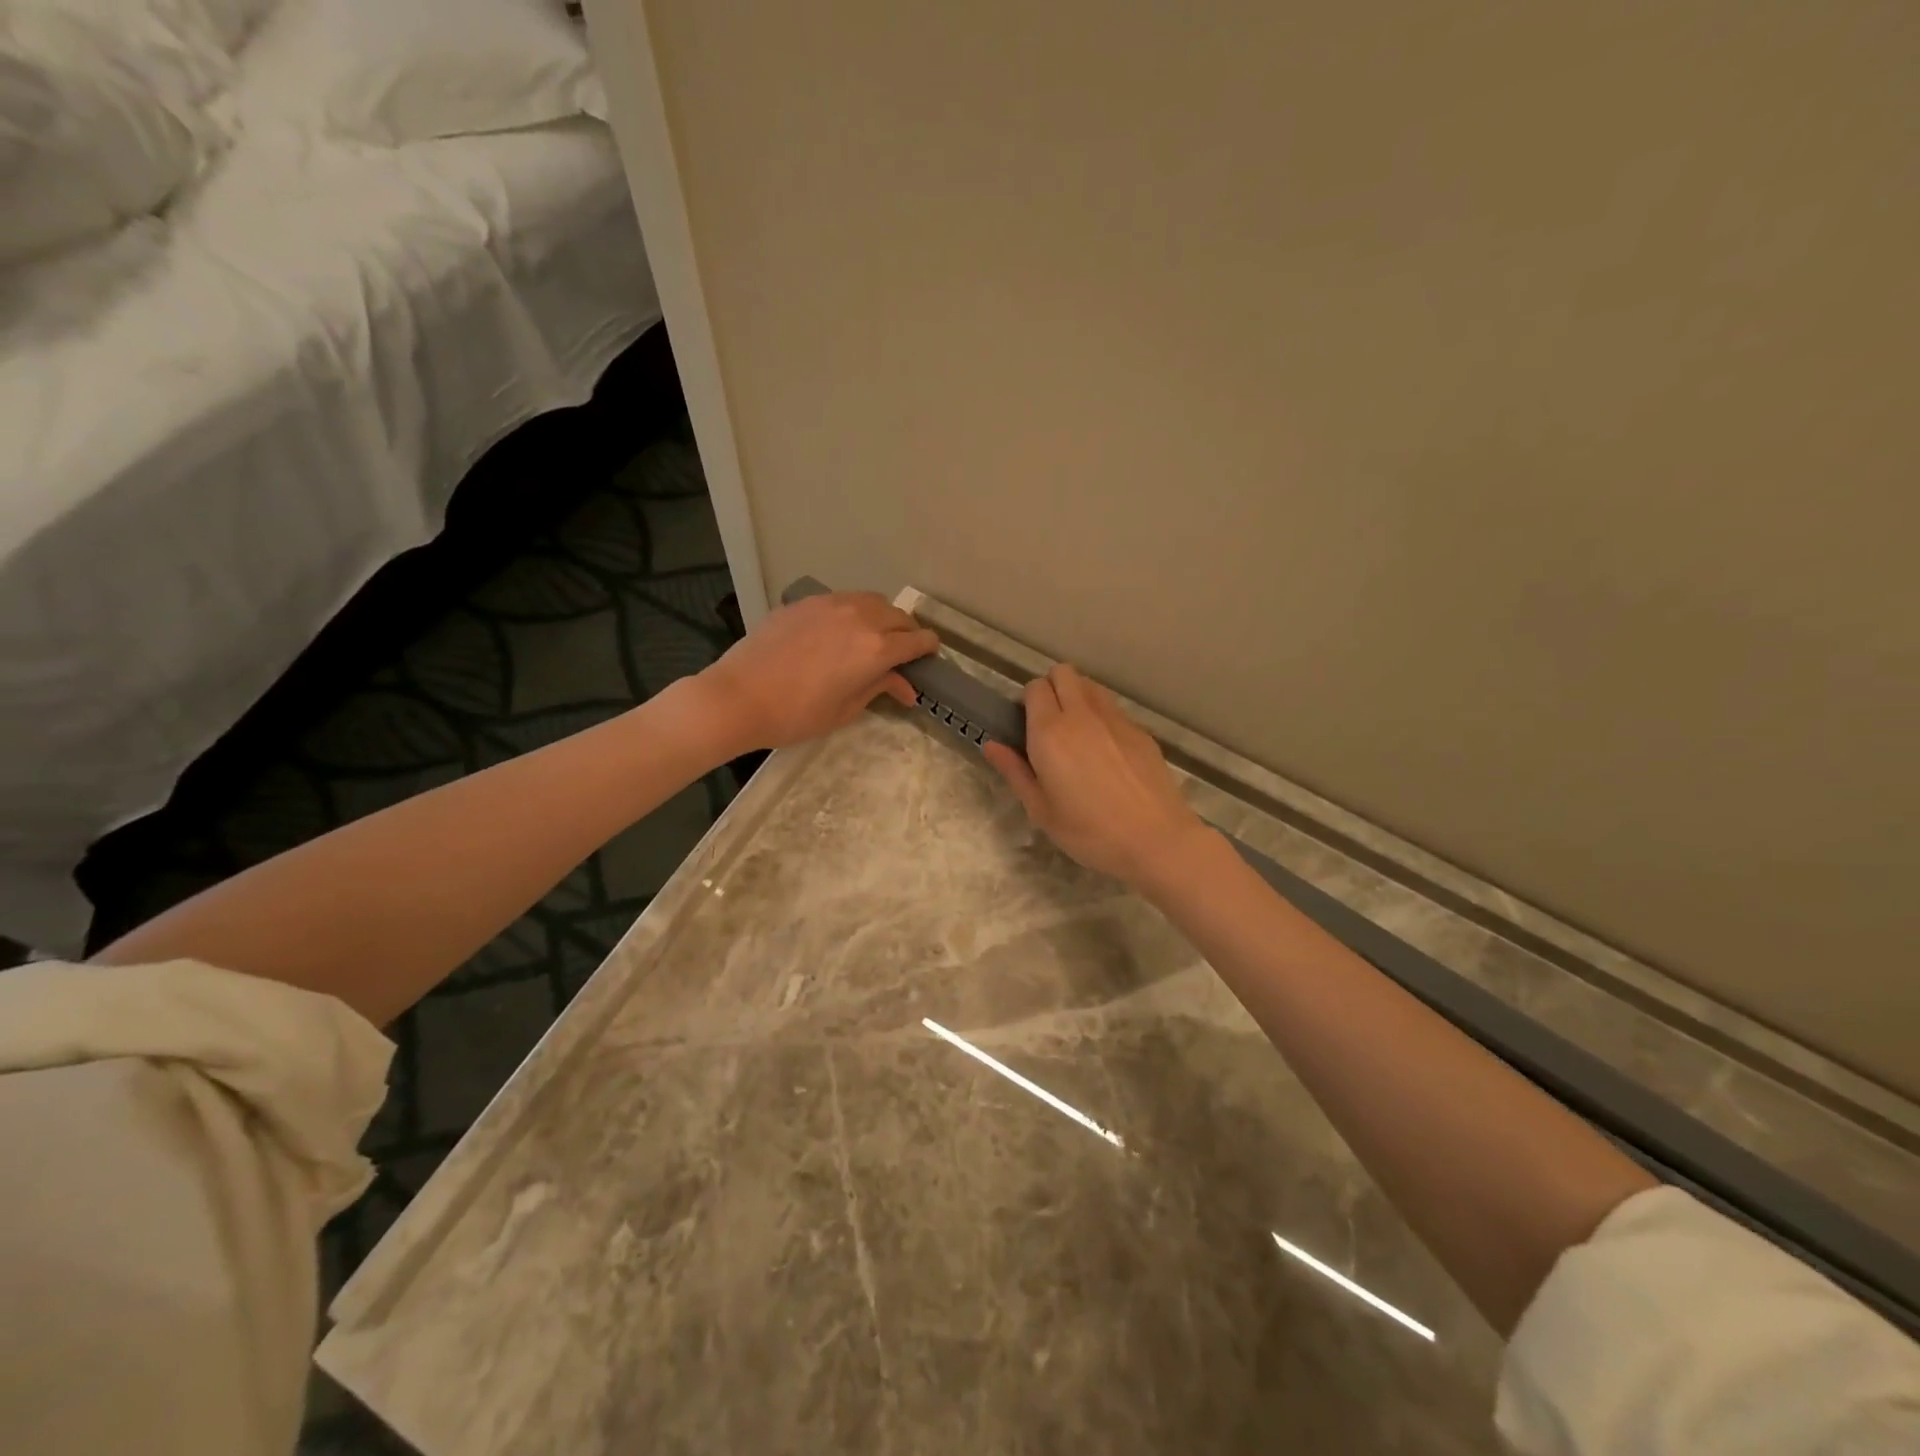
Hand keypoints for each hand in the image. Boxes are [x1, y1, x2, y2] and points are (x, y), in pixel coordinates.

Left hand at [695, 591, 937, 752]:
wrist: (738, 696)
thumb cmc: (796, 714)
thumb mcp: (845, 709)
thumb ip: (878, 689)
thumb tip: (906, 688)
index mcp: (876, 649)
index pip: (917, 641)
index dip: (928, 649)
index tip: (929, 658)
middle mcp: (860, 618)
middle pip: (899, 617)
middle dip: (907, 633)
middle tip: (902, 653)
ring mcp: (830, 604)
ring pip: (871, 601)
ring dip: (882, 617)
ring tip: (874, 637)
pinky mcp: (805, 602)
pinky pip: (842, 600)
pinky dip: (853, 612)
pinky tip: (839, 631)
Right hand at [982, 664, 1208, 887]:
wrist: (1155, 839)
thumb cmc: (1089, 831)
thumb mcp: (1041, 809)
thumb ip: (1014, 771)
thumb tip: (991, 744)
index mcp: (1050, 732)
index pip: (1034, 687)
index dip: (1027, 701)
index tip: (1026, 726)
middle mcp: (1082, 714)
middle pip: (1063, 672)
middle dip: (1051, 688)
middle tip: (1049, 724)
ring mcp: (1115, 719)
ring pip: (1090, 685)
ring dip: (1077, 696)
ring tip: (1077, 733)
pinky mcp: (1140, 730)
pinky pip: (1113, 708)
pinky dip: (1102, 717)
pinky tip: (1106, 753)